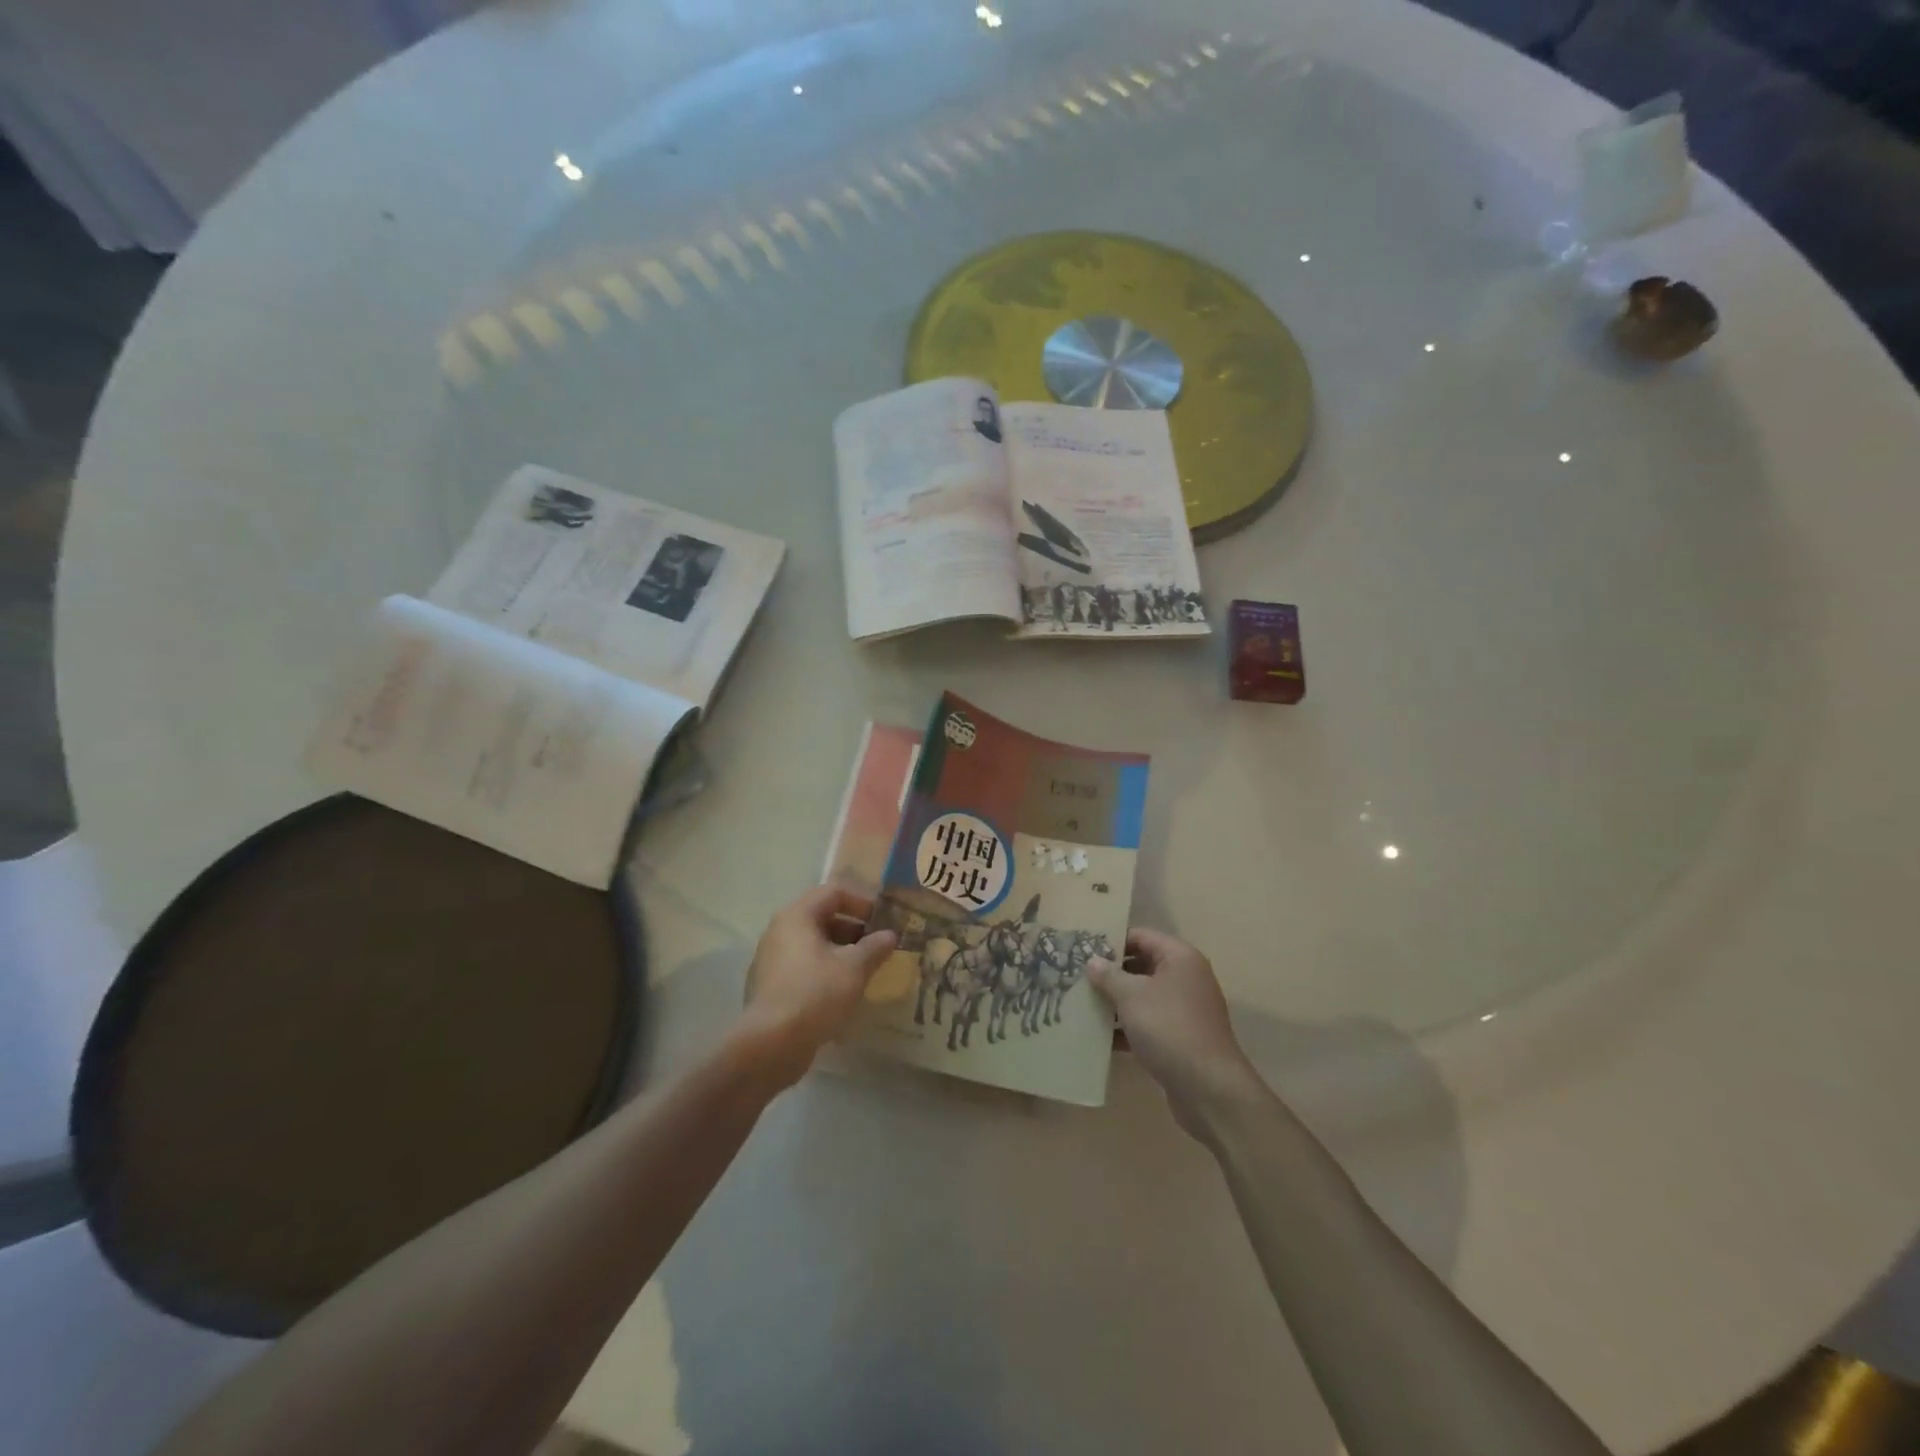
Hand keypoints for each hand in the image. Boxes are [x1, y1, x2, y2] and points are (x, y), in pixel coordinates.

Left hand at [737, 887, 897, 1090]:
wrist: (771, 1044)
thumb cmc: (816, 993)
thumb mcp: (854, 968)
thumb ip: (875, 947)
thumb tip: (890, 935)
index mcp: (797, 916)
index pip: (833, 893)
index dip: (861, 903)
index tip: (882, 922)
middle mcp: (779, 931)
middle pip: (821, 918)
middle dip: (853, 930)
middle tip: (878, 948)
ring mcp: (770, 960)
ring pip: (812, 945)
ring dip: (840, 953)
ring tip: (864, 971)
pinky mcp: (769, 987)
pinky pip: (802, 968)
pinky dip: (824, 972)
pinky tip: (842, 993)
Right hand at [1088, 928, 1264, 1138]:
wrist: (1209, 1088)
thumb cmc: (1169, 1028)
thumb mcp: (1132, 996)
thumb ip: (1109, 976)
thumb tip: (1093, 961)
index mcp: (1180, 958)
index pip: (1140, 936)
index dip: (1111, 940)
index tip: (1082, 947)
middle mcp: (1185, 978)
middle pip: (1141, 965)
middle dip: (1110, 972)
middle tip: (1076, 976)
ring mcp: (1184, 1009)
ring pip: (1143, 996)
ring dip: (1115, 1001)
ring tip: (1081, 1004)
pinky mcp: (1180, 1038)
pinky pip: (1148, 1022)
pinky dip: (1126, 1027)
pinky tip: (1099, 1037)